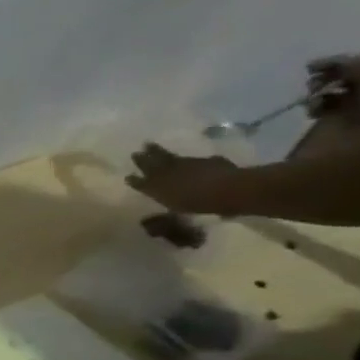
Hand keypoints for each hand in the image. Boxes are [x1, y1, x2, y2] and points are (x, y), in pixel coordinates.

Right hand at [126, 143, 246, 214]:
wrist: (231, 189)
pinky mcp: (205, 161)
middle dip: (143, 159)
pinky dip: (185, 159)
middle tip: (136, 152)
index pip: (141, 182)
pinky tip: (185, 159)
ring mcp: (187, 164)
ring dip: (158, 152)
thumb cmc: (200, 204)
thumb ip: (166, 204)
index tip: (127, 176)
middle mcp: (167, 173)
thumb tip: (154, 213)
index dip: (134, 180)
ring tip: (150, 146)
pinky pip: (190, 159)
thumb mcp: (176, 209)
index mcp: (156, 186)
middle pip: (152, 164)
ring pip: (168, 157)